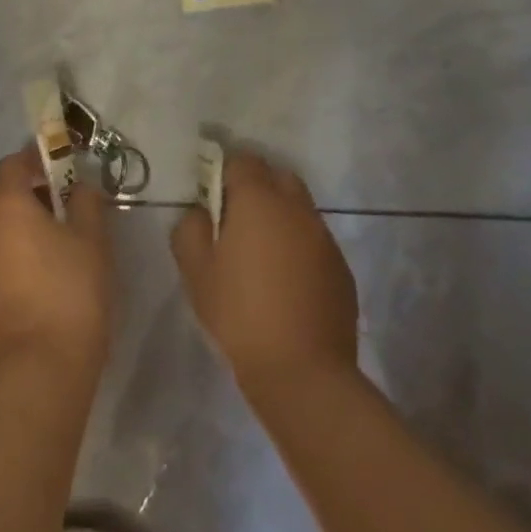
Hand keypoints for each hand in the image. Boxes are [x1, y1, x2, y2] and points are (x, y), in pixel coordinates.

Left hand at [0, 148, 114, 376]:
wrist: (39, 363)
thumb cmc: (70, 288)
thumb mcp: (91, 237)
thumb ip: (86, 201)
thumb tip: (80, 187)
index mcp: (3, 201)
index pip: (13, 163)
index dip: (37, 161)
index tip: (61, 169)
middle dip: (24, 190)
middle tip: (58, 203)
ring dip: (12, 220)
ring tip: (47, 237)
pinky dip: (3, 247)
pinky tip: (31, 267)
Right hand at [171, 151, 358, 393]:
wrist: (303, 372)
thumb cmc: (239, 314)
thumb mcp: (196, 271)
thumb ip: (190, 228)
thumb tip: (200, 212)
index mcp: (258, 200)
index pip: (242, 159)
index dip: (223, 172)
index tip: (211, 199)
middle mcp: (296, 208)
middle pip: (276, 176)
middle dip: (256, 187)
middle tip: (235, 221)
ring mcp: (323, 237)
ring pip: (298, 207)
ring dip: (279, 216)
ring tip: (260, 253)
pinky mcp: (340, 267)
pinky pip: (314, 239)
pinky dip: (298, 245)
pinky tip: (285, 280)